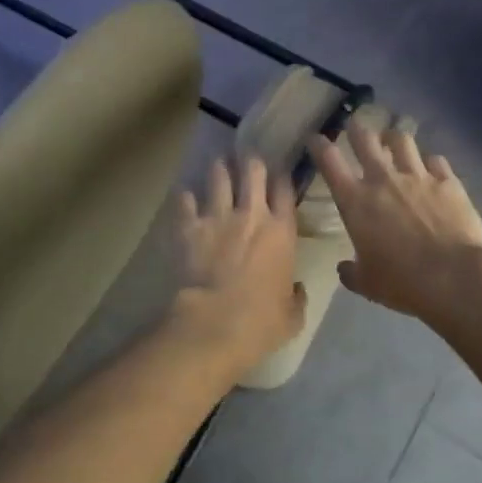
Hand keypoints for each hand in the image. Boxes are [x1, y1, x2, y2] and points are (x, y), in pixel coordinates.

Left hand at [168, 156, 305, 377]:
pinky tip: (184, 193)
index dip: (282, 175)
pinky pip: (185, 200)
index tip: (278, 171)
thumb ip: (296, 297)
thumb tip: (297, 290)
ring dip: (219, 168)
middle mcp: (252, 215)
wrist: (214, 324)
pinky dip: (185, 196)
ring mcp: (218, 217)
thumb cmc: (260, 322)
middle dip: (251, 161)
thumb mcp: (292, 315)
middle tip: (247, 158)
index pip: (285, 189)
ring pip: (219, 176)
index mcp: (282, 232)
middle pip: (253, 171)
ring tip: (218, 162)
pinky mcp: (189, 227)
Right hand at [307, 123, 481, 327]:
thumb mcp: (367, 283)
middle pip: (366, 140)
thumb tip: (345, 268)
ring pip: (402, 140)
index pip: (329, 161)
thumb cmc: (401, 282)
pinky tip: (431, 167)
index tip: (315, 138)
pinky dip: (429, 162)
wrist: (454, 277)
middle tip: (355, 126)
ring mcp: (418, 176)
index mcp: (355, 201)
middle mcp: (383, 179)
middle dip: (357, 129)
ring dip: (394, 138)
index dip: (319, 146)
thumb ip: (351, 272)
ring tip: (393, 140)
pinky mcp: (448, 181)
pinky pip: (436, 160)